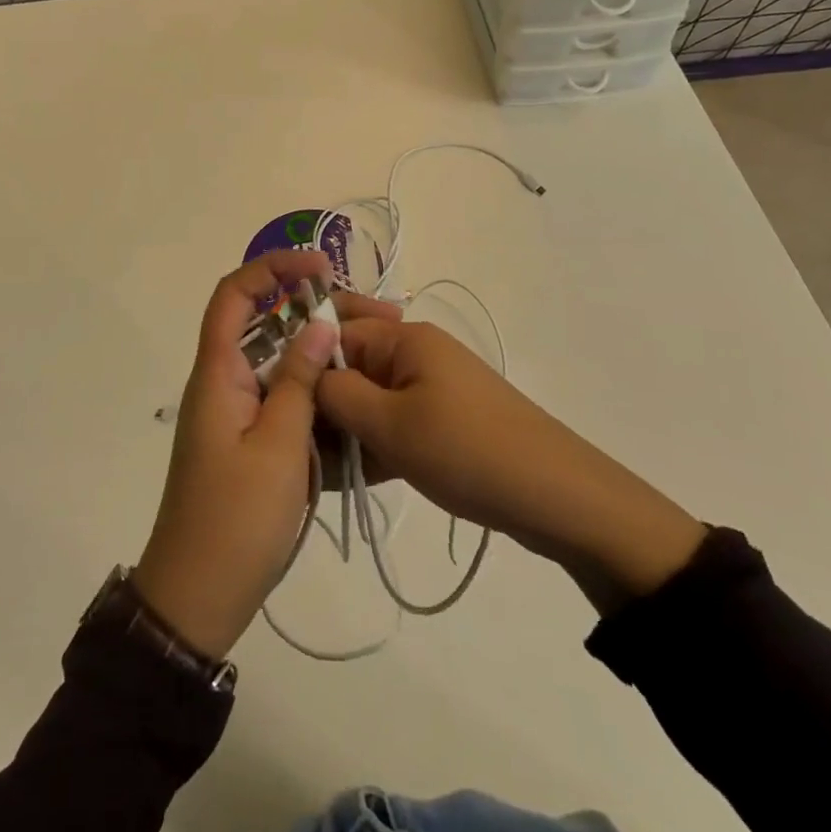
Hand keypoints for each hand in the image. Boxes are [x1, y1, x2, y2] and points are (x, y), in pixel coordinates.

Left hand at [132, 250, 345, 659]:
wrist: (197, 597)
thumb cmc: (236, 519)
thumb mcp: (279, 446)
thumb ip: (299, 381)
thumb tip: (319, 323)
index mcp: (217, 373)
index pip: (233, 295)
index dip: (272, 268)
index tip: (321, 268)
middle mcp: (220, 382)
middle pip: (259, 322)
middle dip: (306, 308)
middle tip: (362, 314)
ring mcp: (232, 411)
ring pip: (272, 360)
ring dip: (312, 349)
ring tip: (364, 350)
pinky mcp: (245, 438)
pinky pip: (277, 394)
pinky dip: (308, 386)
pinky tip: (346, 395)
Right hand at [317, 317, 705, 605]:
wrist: (557, 497)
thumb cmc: (467, 450)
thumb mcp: (390, 424)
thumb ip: (338, 395)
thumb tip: (304, 374)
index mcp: (404, 338)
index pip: (334, 334)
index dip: (302, 364)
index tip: (272, 404)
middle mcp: (415, 353)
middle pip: (350, 368)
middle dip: (322, 405)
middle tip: (293, 447)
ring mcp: (431, 388)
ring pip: (369, 401)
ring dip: (346, 432)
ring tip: (318, 472)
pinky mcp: (443, 421)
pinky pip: (393, 424)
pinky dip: (373, 447)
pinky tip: (351, 480)